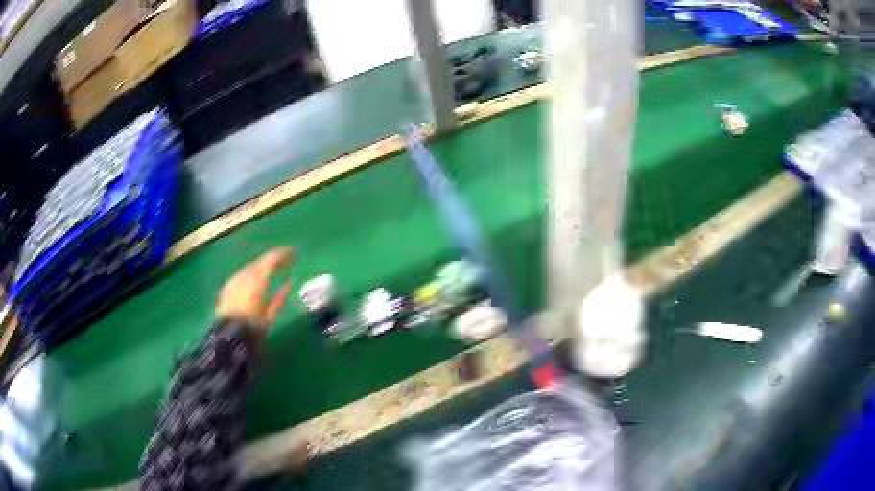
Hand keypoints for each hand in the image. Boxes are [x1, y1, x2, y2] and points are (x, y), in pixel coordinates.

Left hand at [216, 247, 295, 344]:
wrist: (229, 338)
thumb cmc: (252, 328)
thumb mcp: (269, 315)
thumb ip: (280, 297)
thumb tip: (289, 282)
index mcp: (257, 281)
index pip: (270, 259)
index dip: (282, 253)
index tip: (293, 251)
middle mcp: (244, 276)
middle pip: (260, 262)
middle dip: (272, 259)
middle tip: (284, 260)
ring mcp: (234, 280)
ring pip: (251, 267)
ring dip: (262, 266)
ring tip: (273, 269)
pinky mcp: (228, 287)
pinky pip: (242, 274)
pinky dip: (252, 274)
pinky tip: (257, 279)